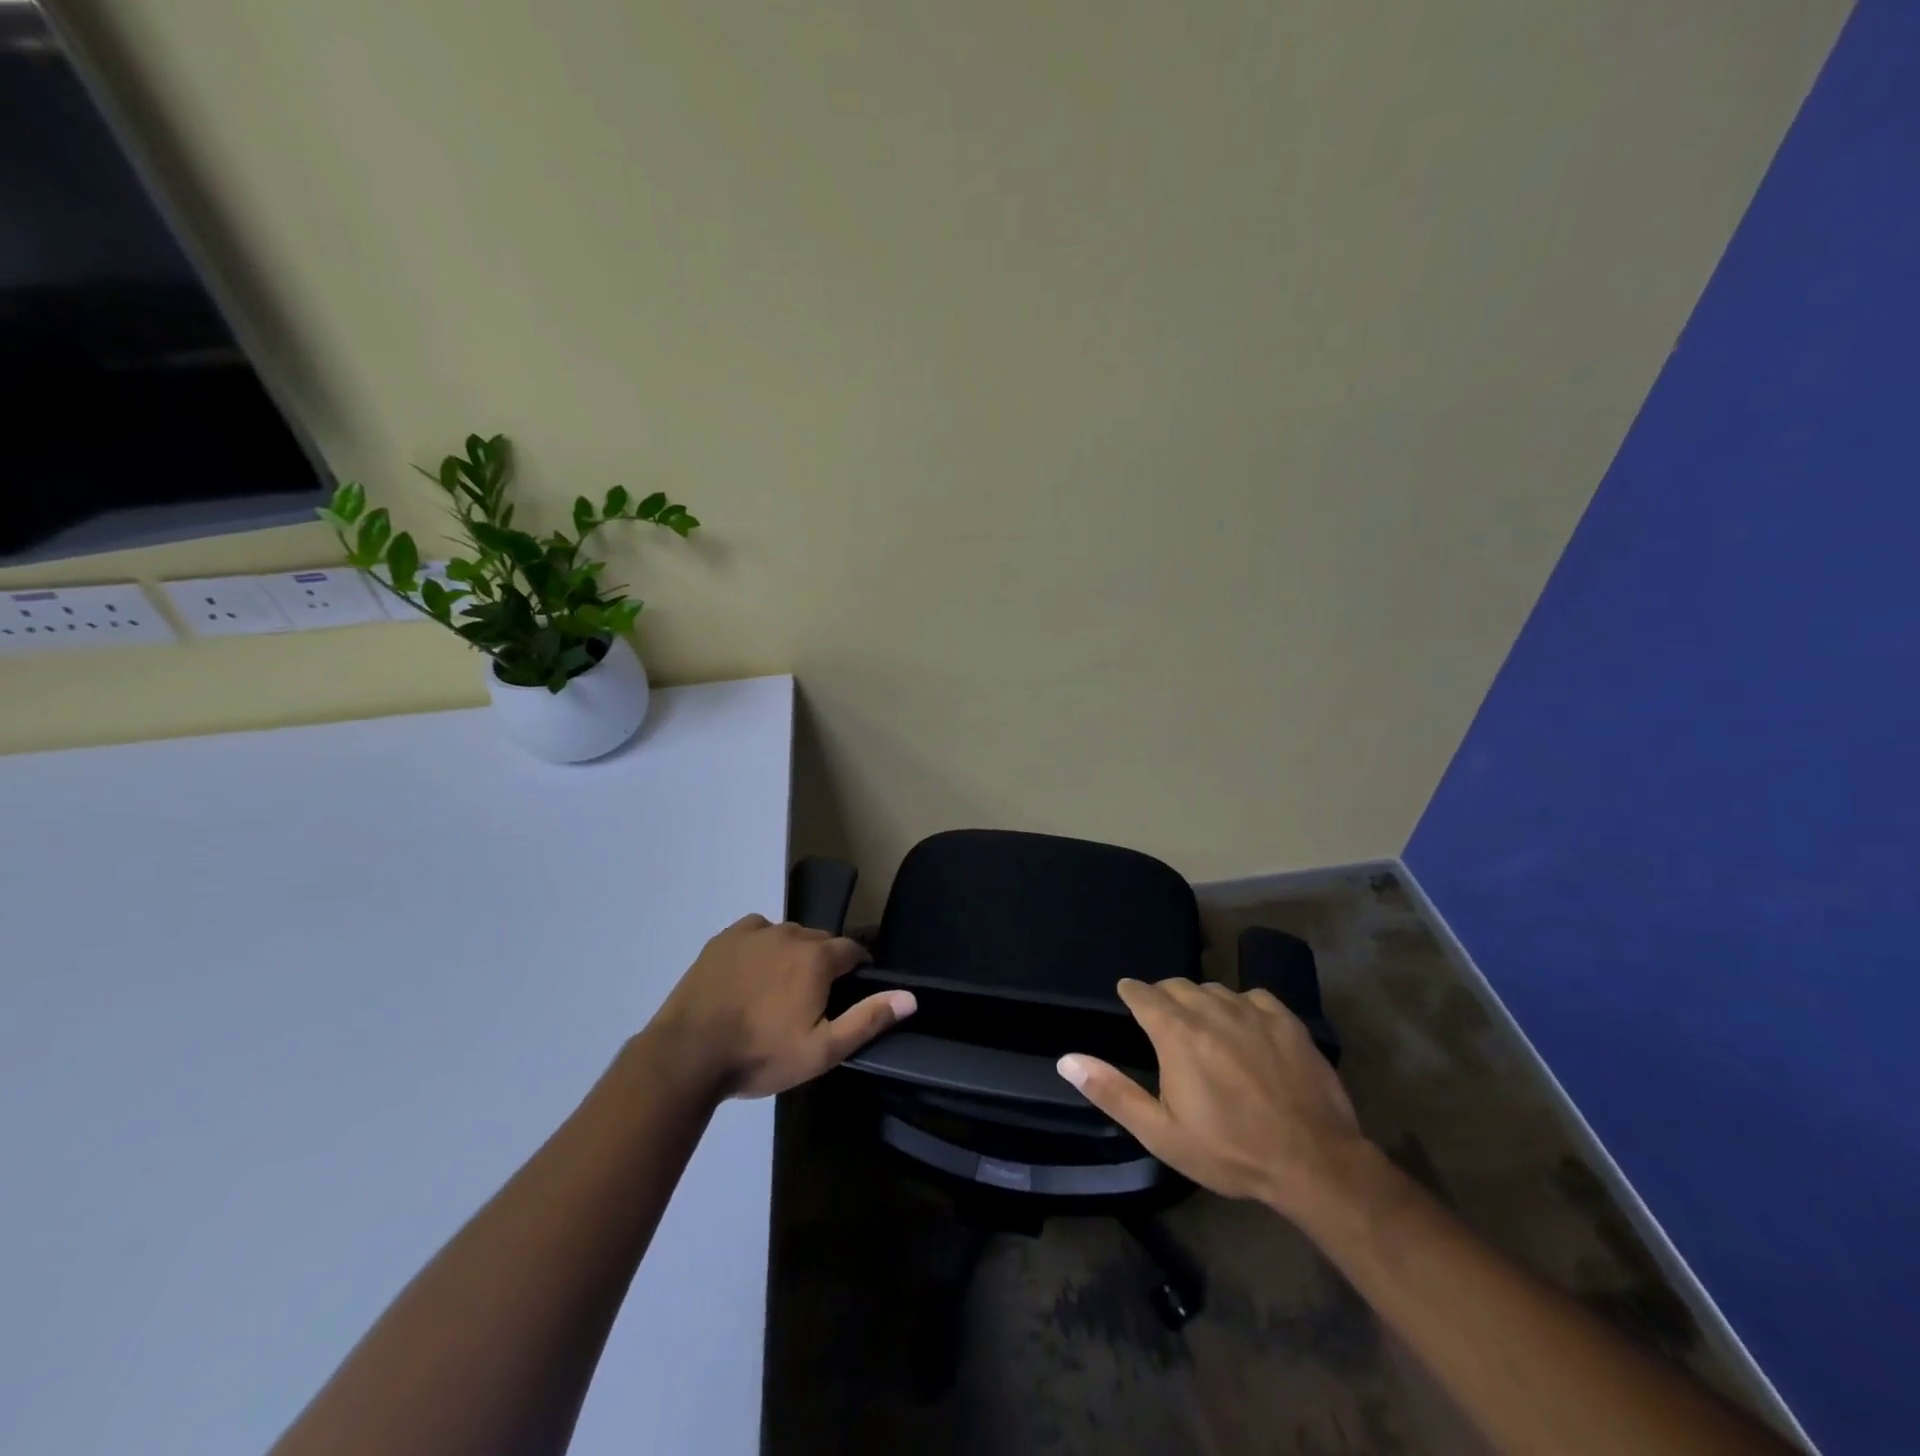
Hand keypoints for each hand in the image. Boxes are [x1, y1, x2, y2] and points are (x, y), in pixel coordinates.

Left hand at [645, 914, 915, 1099]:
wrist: (688, 1054)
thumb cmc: (760, 1055)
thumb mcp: (822, 1049)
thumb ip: (868, 1019)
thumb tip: (910, 996)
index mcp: (817, 958)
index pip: (852, 950)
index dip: (858, 968)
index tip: (852, 990)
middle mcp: (791, 933)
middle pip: (820, 941)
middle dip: (825, 963)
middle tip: (813, 998)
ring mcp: (754, 932)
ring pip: (789, 935)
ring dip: (793, 954)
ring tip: (780, 988)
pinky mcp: (725, 938)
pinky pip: (757, 931)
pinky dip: (763, 945)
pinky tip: (753, 971)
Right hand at [1057, 978, 1369, 1222]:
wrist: (1314, 1162)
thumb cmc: (1229, 1150)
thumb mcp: (1161, 1133)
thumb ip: (1112, 1092)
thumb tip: (1067, 1060)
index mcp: (1176, 1033)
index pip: (1143, 993)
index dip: (1131, 993)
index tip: (1128, 997)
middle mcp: (1210, 1009)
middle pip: (1177, 986)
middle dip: (1164, 997)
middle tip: (1165, 1022)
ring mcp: (1252, 1011)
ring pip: (1214, 990)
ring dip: (1201, 1002)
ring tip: (1204, 1027)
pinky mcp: (1286, 1020)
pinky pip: (1253, 997)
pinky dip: (1241, 1006)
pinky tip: (1246, 1029)